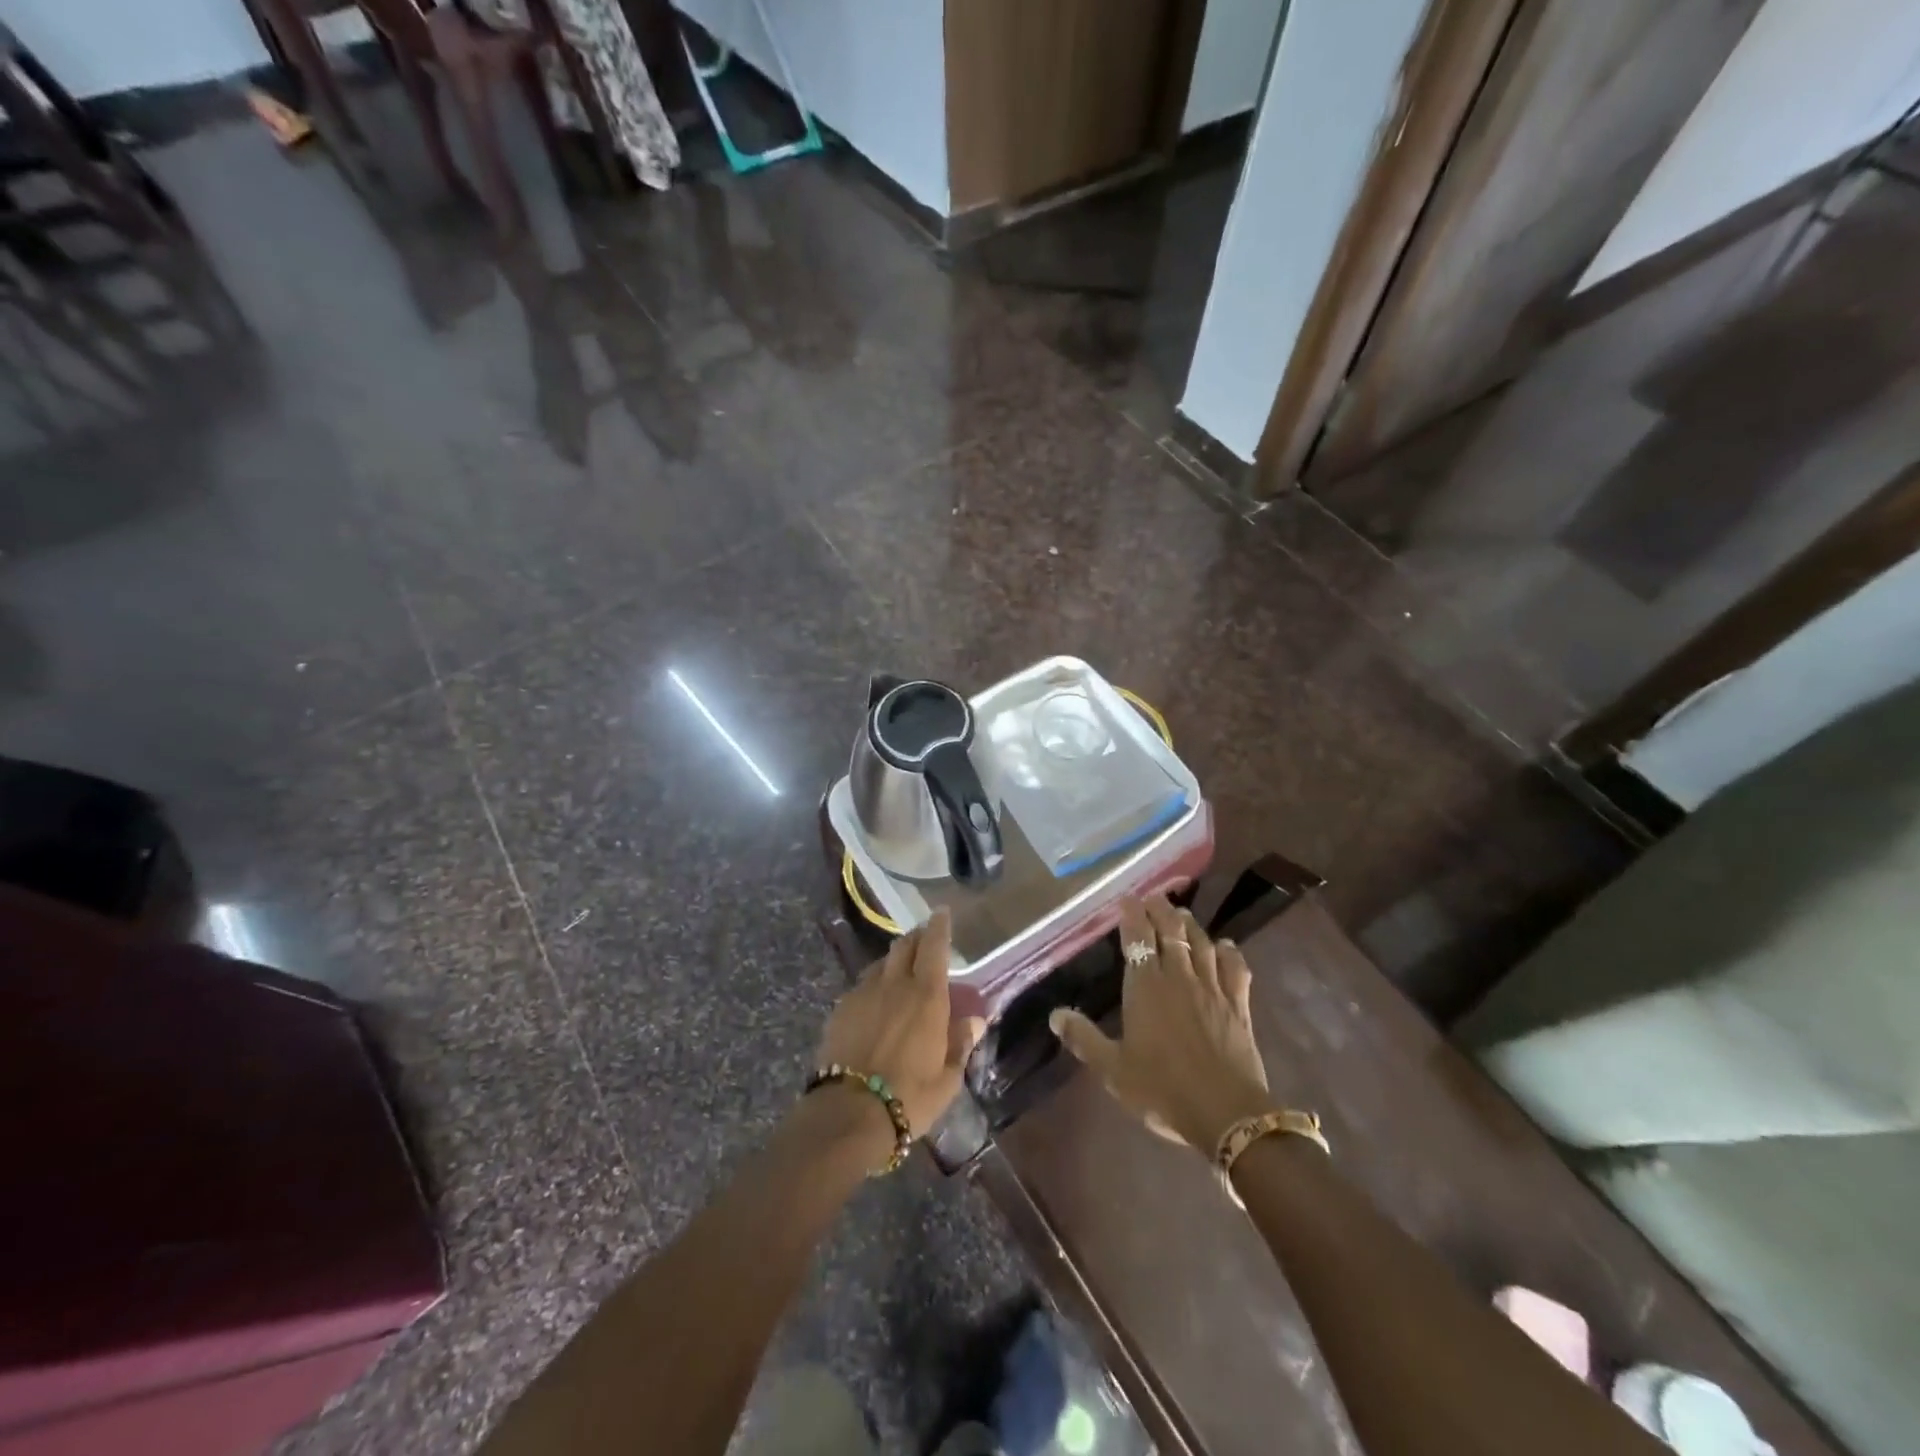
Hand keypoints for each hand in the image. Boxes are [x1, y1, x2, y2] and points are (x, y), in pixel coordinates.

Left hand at [816, 909, 984, 1144]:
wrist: (849, 1112)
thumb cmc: (909, 1097)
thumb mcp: (947, 1079)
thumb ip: (960, 1043)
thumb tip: (974, 1020)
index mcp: (927, 996)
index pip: (934, 947)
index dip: (939, 927)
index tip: (942, 913)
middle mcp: (895, 985)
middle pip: (905, 945)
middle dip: (917, 937)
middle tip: (925, 938)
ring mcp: (864, 993)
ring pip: (882, 963)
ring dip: (895, 960)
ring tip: (901, 970)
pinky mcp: (841, 1008)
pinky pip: (862, 985)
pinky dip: (875, 983)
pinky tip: (876, 1001)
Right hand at [1050, 895, 1272, 1151]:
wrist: (1226, 1113)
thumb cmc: (1162, 1089)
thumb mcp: (1113, 1069)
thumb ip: (1084, 1038)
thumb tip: (1055, 1015)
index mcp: (1145, 987)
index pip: (1137, 938)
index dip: (1132, 915)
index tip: (1127, 899)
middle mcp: (1178, 977)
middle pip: (1171, 932)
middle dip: (1160, 911)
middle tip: (1154, 897)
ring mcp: (1212, 988)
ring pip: (1201, 944)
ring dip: (1190, 925)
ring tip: (1181, 913)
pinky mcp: (1238, 1005)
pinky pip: (1235, 968)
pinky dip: (1229, 951)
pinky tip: (1225, 944)